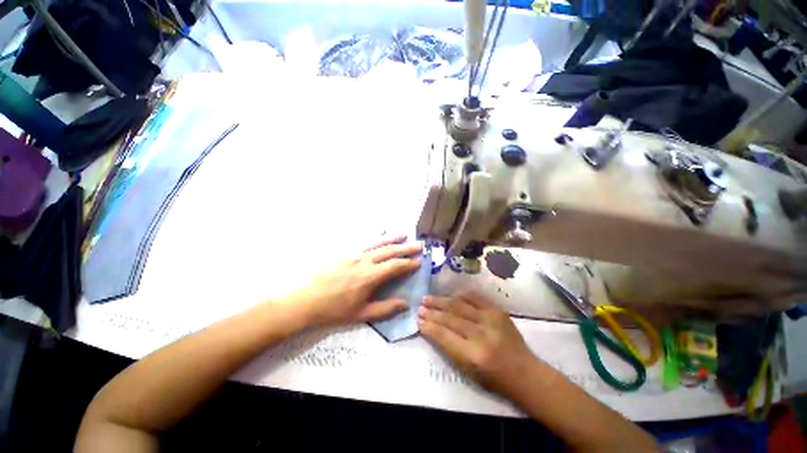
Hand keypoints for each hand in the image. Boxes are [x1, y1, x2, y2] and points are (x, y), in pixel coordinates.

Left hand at [288, 236, 421, 326]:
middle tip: (419, 244)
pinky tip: (379, 237)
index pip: (395, 266)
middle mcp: (365, 261)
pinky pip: (364, 243)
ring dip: (392, 238)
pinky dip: (375, 239)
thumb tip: (405, 304)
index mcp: (370, 276)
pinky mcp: (344, 252)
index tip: (419, 261)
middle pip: (389, 251)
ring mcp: (354, 254)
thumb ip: (385, 309)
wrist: (305, 300)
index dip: (408, 263)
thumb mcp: (361, 314)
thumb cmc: (334, 309)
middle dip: (406, 247)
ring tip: (403, 234)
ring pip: (377, 243)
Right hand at [418, 293, 535, 394]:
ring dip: (441, 301)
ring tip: (428, 298)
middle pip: (450, 318)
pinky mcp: (497, 311)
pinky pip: (475, 298)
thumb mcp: (467, 371)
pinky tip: (450, 295)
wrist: (525, 372)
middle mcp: (481, 335)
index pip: (444, 336)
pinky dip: (460, 295)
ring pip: (459, 306)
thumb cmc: (493, 378)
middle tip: (420, 306)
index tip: (418, 320)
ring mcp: (491, 320)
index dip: (429, 327)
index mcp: (473, 356)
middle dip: (432, 311)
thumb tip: (430, 329)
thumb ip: (448, 347)